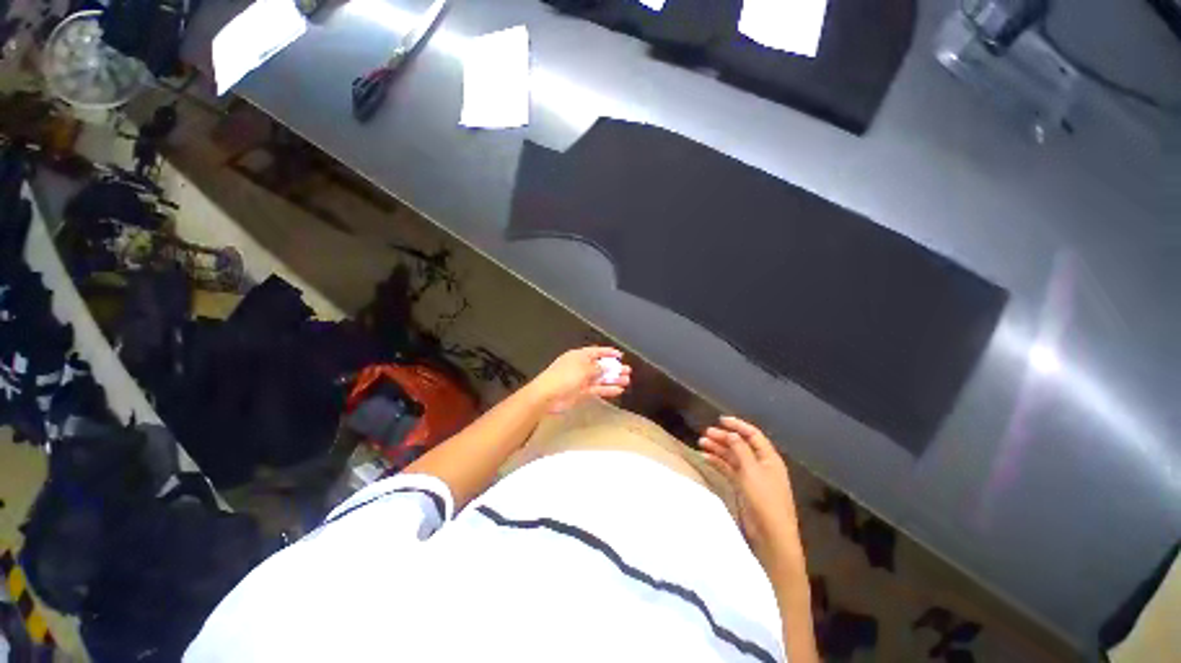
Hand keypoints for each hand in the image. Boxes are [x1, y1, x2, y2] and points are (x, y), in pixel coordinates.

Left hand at [528, 347, 631, 412]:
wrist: (548, 395)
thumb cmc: (565, 376)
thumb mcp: (584, 368)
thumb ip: (598, 368)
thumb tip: (607, 367)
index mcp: (579, 356)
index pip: (596, 351)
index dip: (608, 352)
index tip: (620, 355)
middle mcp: (581, 367)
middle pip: (600, 366)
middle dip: (614, 368)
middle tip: (627, 371)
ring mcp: (581, 380)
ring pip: (600, 379)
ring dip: (613, 379)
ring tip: (627, 381)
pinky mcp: (581, 393)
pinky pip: (597, 389)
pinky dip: (607, 390)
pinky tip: (618, 390)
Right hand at [700, 416, 803, 571]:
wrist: (771, 535)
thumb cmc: (764, 499)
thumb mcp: (752, 471)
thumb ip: (740, 449)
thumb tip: (732, 434)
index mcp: (769, 458)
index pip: (753, 435)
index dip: (737, 425)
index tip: (720, 420)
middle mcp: (761, 464)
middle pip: (741, 445)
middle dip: (724, 438)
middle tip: (705, 434)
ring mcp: (752, 476)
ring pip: (733, 457)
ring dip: (718, 449)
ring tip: (701, 443)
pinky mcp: (744, 487)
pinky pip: (729, 470)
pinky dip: (718, 463)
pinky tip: (706, 458)